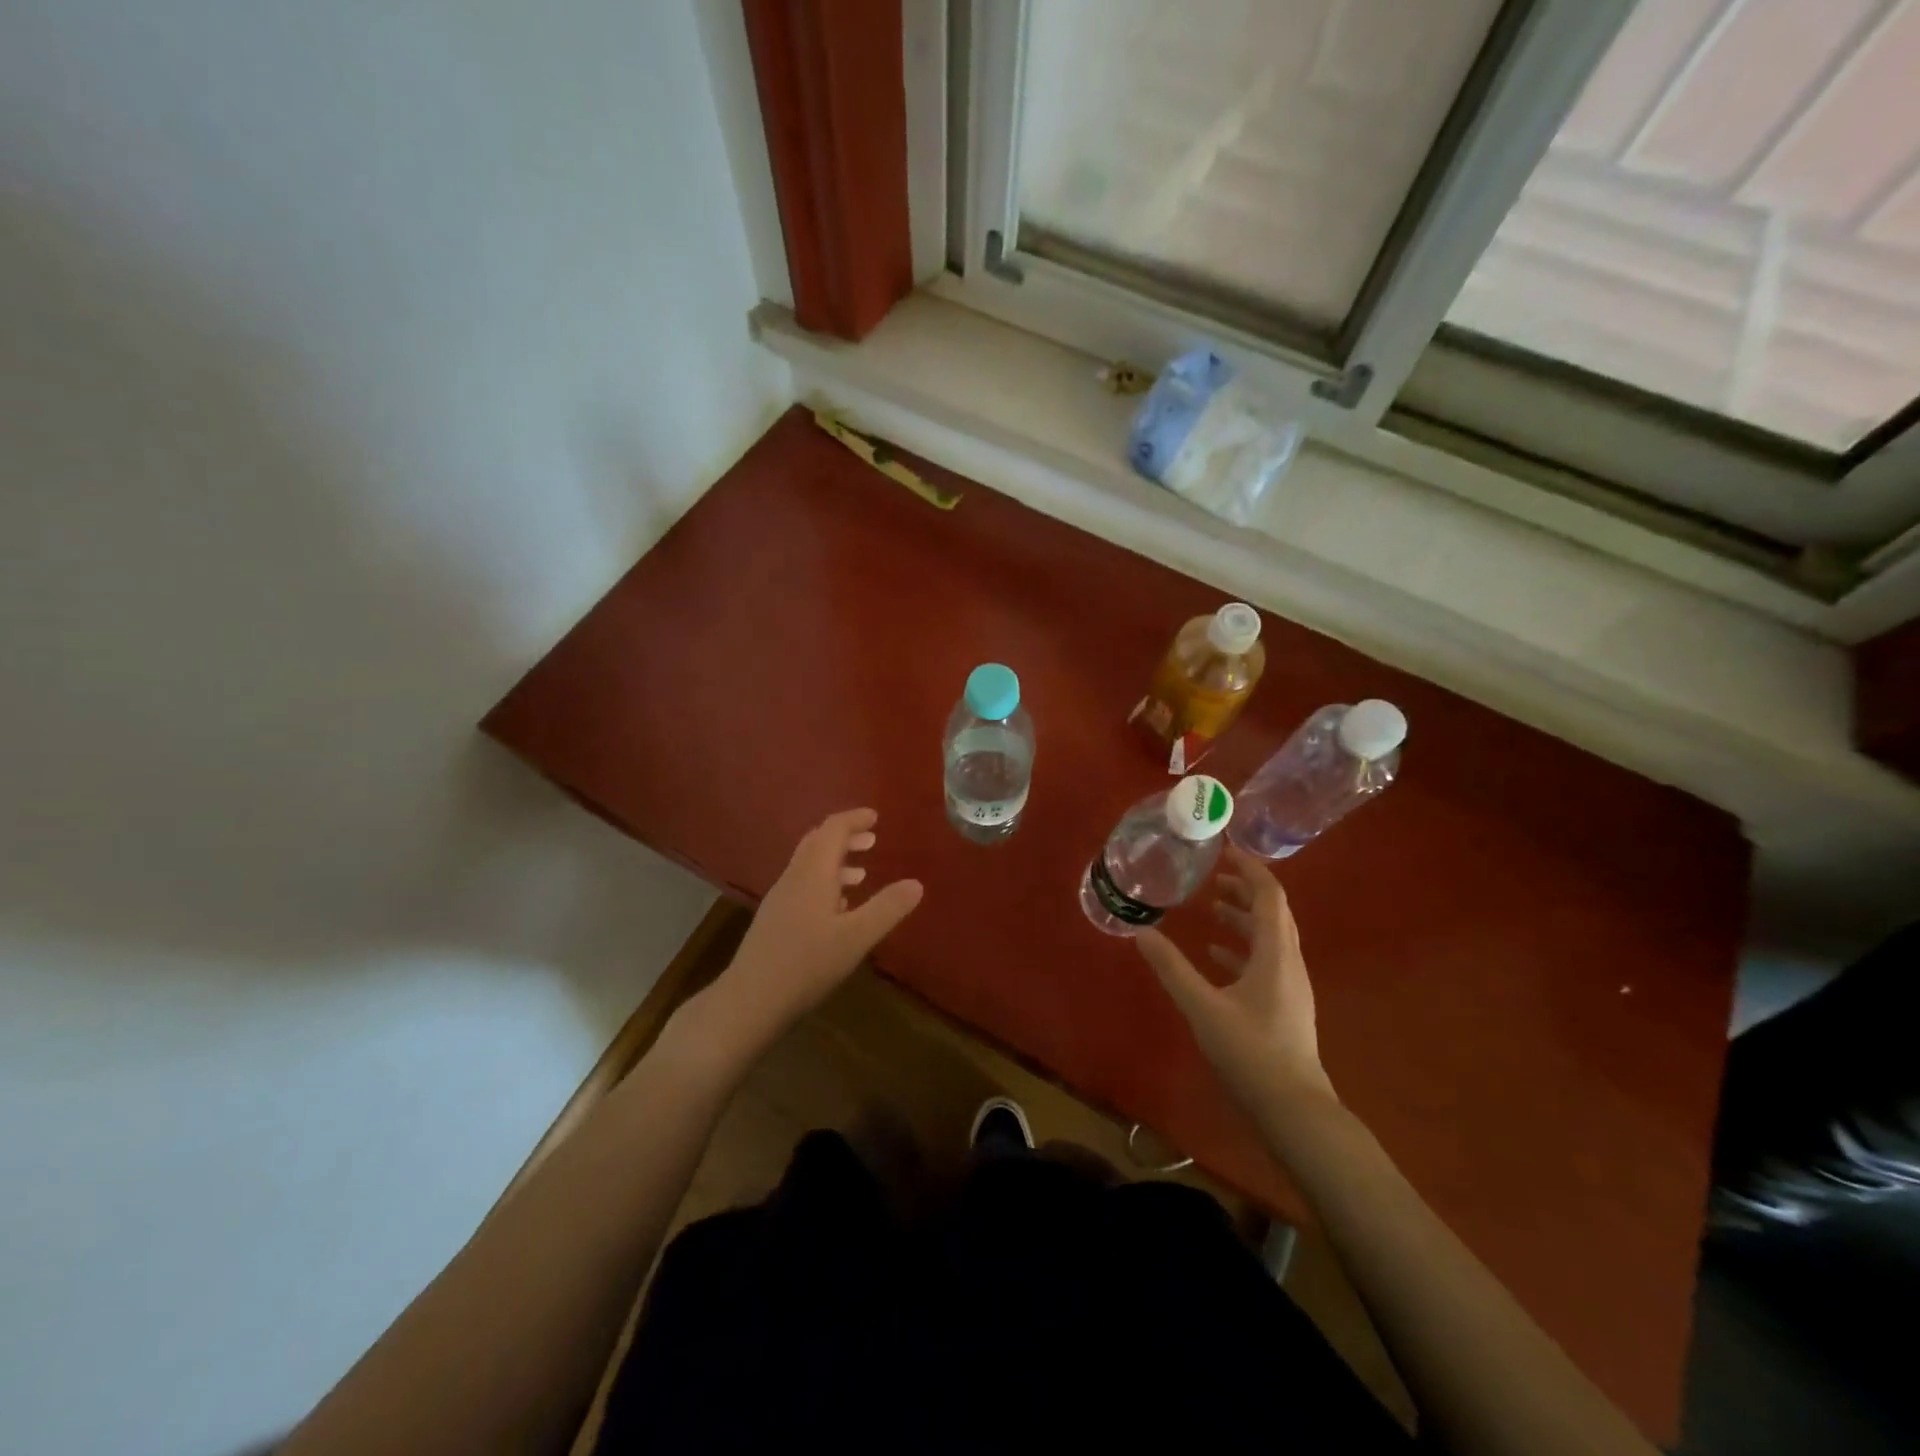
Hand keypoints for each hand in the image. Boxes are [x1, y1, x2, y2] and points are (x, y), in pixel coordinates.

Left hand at [690, 809, 922, 1062]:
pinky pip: (803, 884)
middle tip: (872, 840)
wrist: (751, 1000)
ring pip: (809, 865)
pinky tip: (838, 908)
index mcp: (813, 873)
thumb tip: (917, 883)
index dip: (854, 819)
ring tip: (862, 873)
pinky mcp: (775, 919)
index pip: (833, 829)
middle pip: (818, 842)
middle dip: (845, 836)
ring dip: (836, 860)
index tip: (876, 817)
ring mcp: (781, 898)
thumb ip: (887, 908)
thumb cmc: (807, 964)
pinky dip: (825, 881)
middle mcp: (794, 877)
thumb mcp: (856, 937)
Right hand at [1136, 844, 1334, 1110]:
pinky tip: (1216, 954)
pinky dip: (1242, 947)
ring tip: (1211, 907)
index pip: (1269, 895)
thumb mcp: (1202, 1007)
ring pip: (1270, 937)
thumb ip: (1171, 968)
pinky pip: (1265, 961)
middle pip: (1273, 912)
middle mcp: (1289, 962)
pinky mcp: (1284, 1005)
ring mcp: (1290, 986)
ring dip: (1243, 917)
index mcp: (1275, 954)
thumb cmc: (1250, 1052)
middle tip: (1213, 874)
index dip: (1250, 868)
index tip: (1226, 848)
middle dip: (1245, 888)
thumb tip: (1140, 932)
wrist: (1294, 1110)